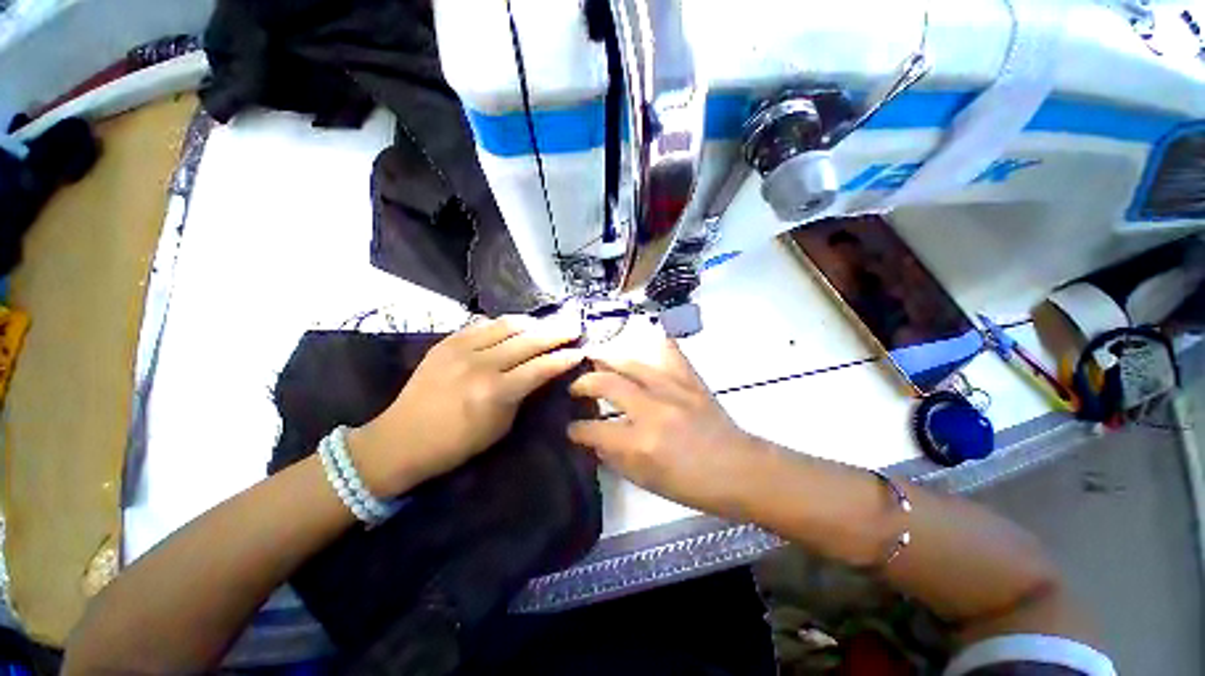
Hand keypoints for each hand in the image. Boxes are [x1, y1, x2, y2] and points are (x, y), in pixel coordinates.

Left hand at [349, 315, 583, 496]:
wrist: (400, 439)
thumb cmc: (456, 444)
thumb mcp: (499, 427)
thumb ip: (522, 395)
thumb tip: (540, 374)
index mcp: (495, 392)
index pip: (540, 367)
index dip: (563, 358)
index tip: (580, 351)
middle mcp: (481, 364)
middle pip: (528, 340)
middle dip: (555, 333)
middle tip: (572, 328)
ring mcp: (461, 348)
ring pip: (507, 325)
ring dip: (532, 323)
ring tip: (547, 324)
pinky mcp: (446, 342)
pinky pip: (483, 324)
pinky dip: (504, 323)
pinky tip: (516, 325)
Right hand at [568, 336, 759, 518]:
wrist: (739, 469)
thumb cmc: (692, 484)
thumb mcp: (646, 481)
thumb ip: (615, 458)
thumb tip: (593, 440)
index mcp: (641, 443)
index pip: (594, 429)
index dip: (575, 430)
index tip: (570, 428)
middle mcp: (652, 410)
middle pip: (606, 383)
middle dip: (583, 383)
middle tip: (575, 387)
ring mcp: (673, 389)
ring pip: (630, 362)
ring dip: (607, 360)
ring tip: (596, 362)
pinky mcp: (690, 379)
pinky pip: (668, 351)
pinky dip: (653, 344)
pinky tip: (642, 342)